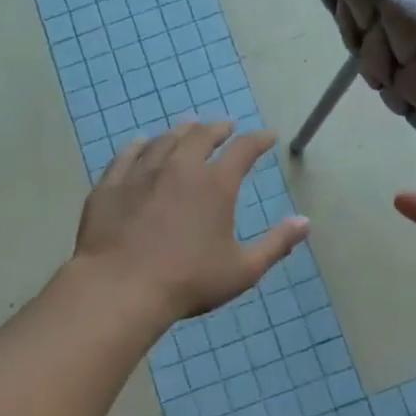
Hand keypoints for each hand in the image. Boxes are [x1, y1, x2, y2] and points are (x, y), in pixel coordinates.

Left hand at [75, 121, 310, 320]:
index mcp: (215, 185)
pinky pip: (127, 154)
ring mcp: (141, 173)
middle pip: (201, 135)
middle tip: (225, 127)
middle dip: (217, 128)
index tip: (267, 137)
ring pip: (164, 140)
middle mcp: (180, 168)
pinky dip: (140, 145)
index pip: (243, 150)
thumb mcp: (243, 269)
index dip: (258, 140)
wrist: (120, 288)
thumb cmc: (189, 281)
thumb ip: (276, 243)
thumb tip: (304, 222)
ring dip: (181, 131)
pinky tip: (142, 144)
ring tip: (188, 128)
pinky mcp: (111, 185)